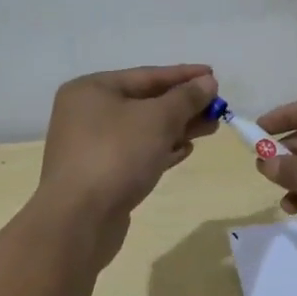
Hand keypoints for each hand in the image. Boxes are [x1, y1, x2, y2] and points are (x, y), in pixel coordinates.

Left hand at [37, 65, 219, 235]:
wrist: (79, 220)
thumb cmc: (117, 155)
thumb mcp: (158, 119)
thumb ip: (186, 98)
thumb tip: (208, 82)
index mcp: (92, 89)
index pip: (147, 75)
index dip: (183, 75)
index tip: (214, 76)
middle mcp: (87, 113)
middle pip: (145, 102)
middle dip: (183, 105)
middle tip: (218, 108)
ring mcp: (91, 146)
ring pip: (143, 129)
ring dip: (177, 128)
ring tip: (210, 129)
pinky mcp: (100, 174)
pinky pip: (136, 153)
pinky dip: (161, 149)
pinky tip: (185, 151)